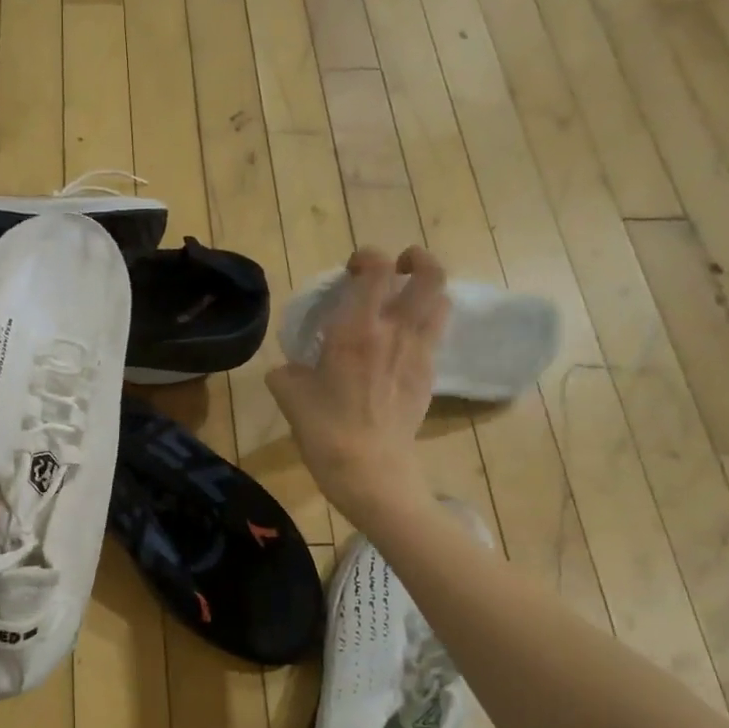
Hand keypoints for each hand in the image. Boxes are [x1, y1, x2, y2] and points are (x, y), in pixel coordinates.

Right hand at [268, 247, 448, 525]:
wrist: (370, 470)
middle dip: (418, 261)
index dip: (368, 256)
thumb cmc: (325, 431)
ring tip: (409, 298)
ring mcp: (418, 353)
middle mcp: (395, 331)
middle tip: (400, 266)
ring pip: (441, 302)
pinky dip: (425, 325)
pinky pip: (435, 335)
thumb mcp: (289, 396)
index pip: (376, 269)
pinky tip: (404, 341)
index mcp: (356, 329)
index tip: (353, 267)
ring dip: (428, 291)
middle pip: (429, 276)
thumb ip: (287, 372)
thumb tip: (289, 368)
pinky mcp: (428, 376)